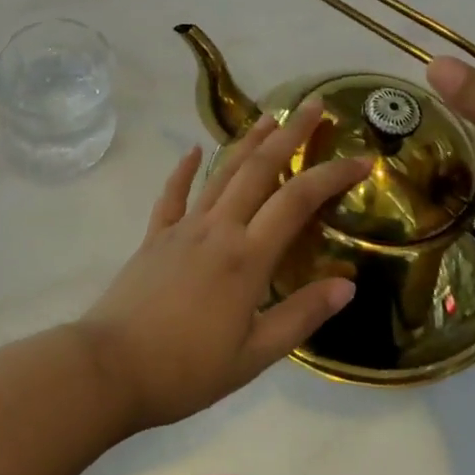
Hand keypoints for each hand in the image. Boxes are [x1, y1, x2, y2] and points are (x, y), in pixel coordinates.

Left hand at [77, 101, 367, 431]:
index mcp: (247, 257)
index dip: (331, 175)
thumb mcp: (254, 355)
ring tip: (268, 116)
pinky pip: (173, 194)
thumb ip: (300, 316)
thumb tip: (347, 284)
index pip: (297, 200)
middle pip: (259, 168)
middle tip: (313, 105)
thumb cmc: (188, 369)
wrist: (112, 367)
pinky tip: (193, 151)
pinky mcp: (156, 235)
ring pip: (221, 172)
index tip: (362, 159)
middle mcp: (218, 228)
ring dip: (247, 141)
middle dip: (289, 134)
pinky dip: (184, 170)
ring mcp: (183, 227)